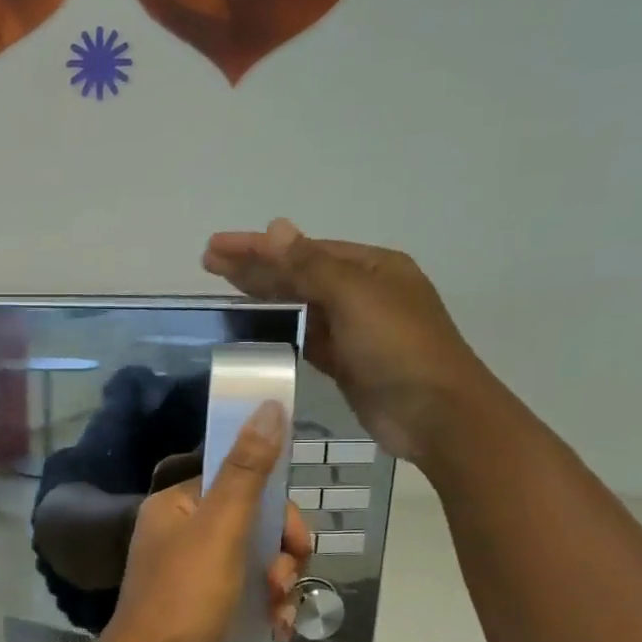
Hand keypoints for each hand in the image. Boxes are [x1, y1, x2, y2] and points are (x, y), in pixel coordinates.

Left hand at [99, 403, 310, 641]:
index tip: (292, 538)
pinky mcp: (200, 610)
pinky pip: (246, 595)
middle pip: (252, 524)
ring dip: (277, 585)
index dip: (274, 508)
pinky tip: (276, 632)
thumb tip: (269, 406)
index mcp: (175, 506)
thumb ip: (247, 470)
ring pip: (255, 562)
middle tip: (281, 580)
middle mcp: (179, 534)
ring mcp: (189, 574)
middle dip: (279, 553)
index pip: (239, 483)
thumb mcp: (221, 528)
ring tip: (276, 613)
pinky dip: (265, 609)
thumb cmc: (185, 596)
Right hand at [203, 218, 496, 467]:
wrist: (433, 414)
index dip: (258, 247)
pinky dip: (278, 330)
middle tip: (208, 262)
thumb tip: (275, 227)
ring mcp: (352, 330)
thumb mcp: (355, 297)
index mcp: (371, 267)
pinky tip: (252, 327)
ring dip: (262, 296)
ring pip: (298, 306)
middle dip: (254, 267)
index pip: (304, 250)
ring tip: (222, 290)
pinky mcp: (342, 362)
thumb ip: (310, 265)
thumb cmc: (398, 347)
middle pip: (298, 275)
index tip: (215, 246)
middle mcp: (362, 293)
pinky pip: (302, 338)